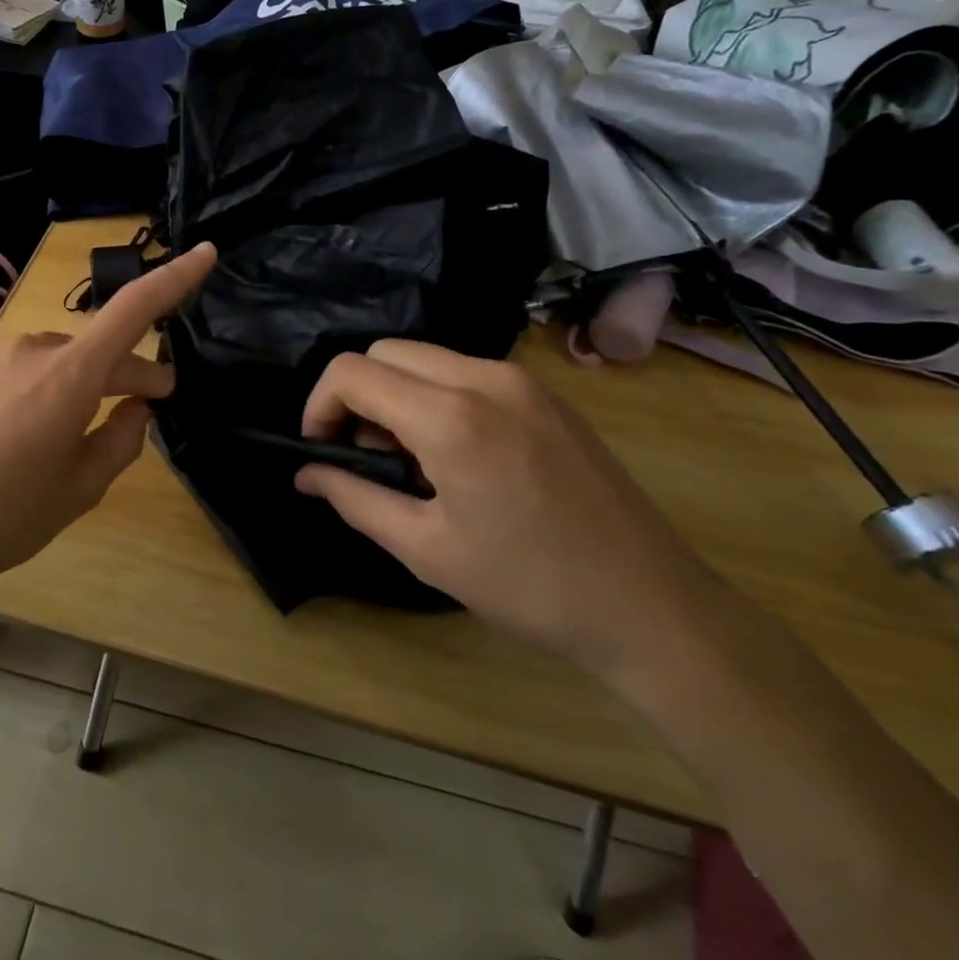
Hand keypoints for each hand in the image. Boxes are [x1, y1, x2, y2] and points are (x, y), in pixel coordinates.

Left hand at [0, 243, 217, 609]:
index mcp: (69, 374)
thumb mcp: (80, 488)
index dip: (175, 278)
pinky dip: (63, 390)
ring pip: (70, 362)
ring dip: (97, 382)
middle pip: (103, 346)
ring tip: (109, 422)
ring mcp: (1, 364)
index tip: (207, 253)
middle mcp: (36, 353)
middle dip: (137, 369)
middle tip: (161, 396)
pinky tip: (57, 430)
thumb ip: (121, 441)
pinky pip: (37, 374)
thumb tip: (137, 408)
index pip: (133, 309)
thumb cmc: (4, 516)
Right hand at [295, 339, 737, 689]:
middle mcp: (484, 377)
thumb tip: (306, 473)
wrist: (652, 607)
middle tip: (367, 458)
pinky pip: (464, 372)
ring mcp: (520, 380)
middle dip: (357, 396)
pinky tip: (456, 454)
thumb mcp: (426, 550)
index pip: (352, 372)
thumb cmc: (530, 586)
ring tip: (412, 461)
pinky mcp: (544, 393)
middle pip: (385, 353)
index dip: (319, 405)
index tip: (321, 449)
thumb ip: (354, 498)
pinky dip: (435, 396)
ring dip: (396, 395)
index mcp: (450, 416)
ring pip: (425, 357)